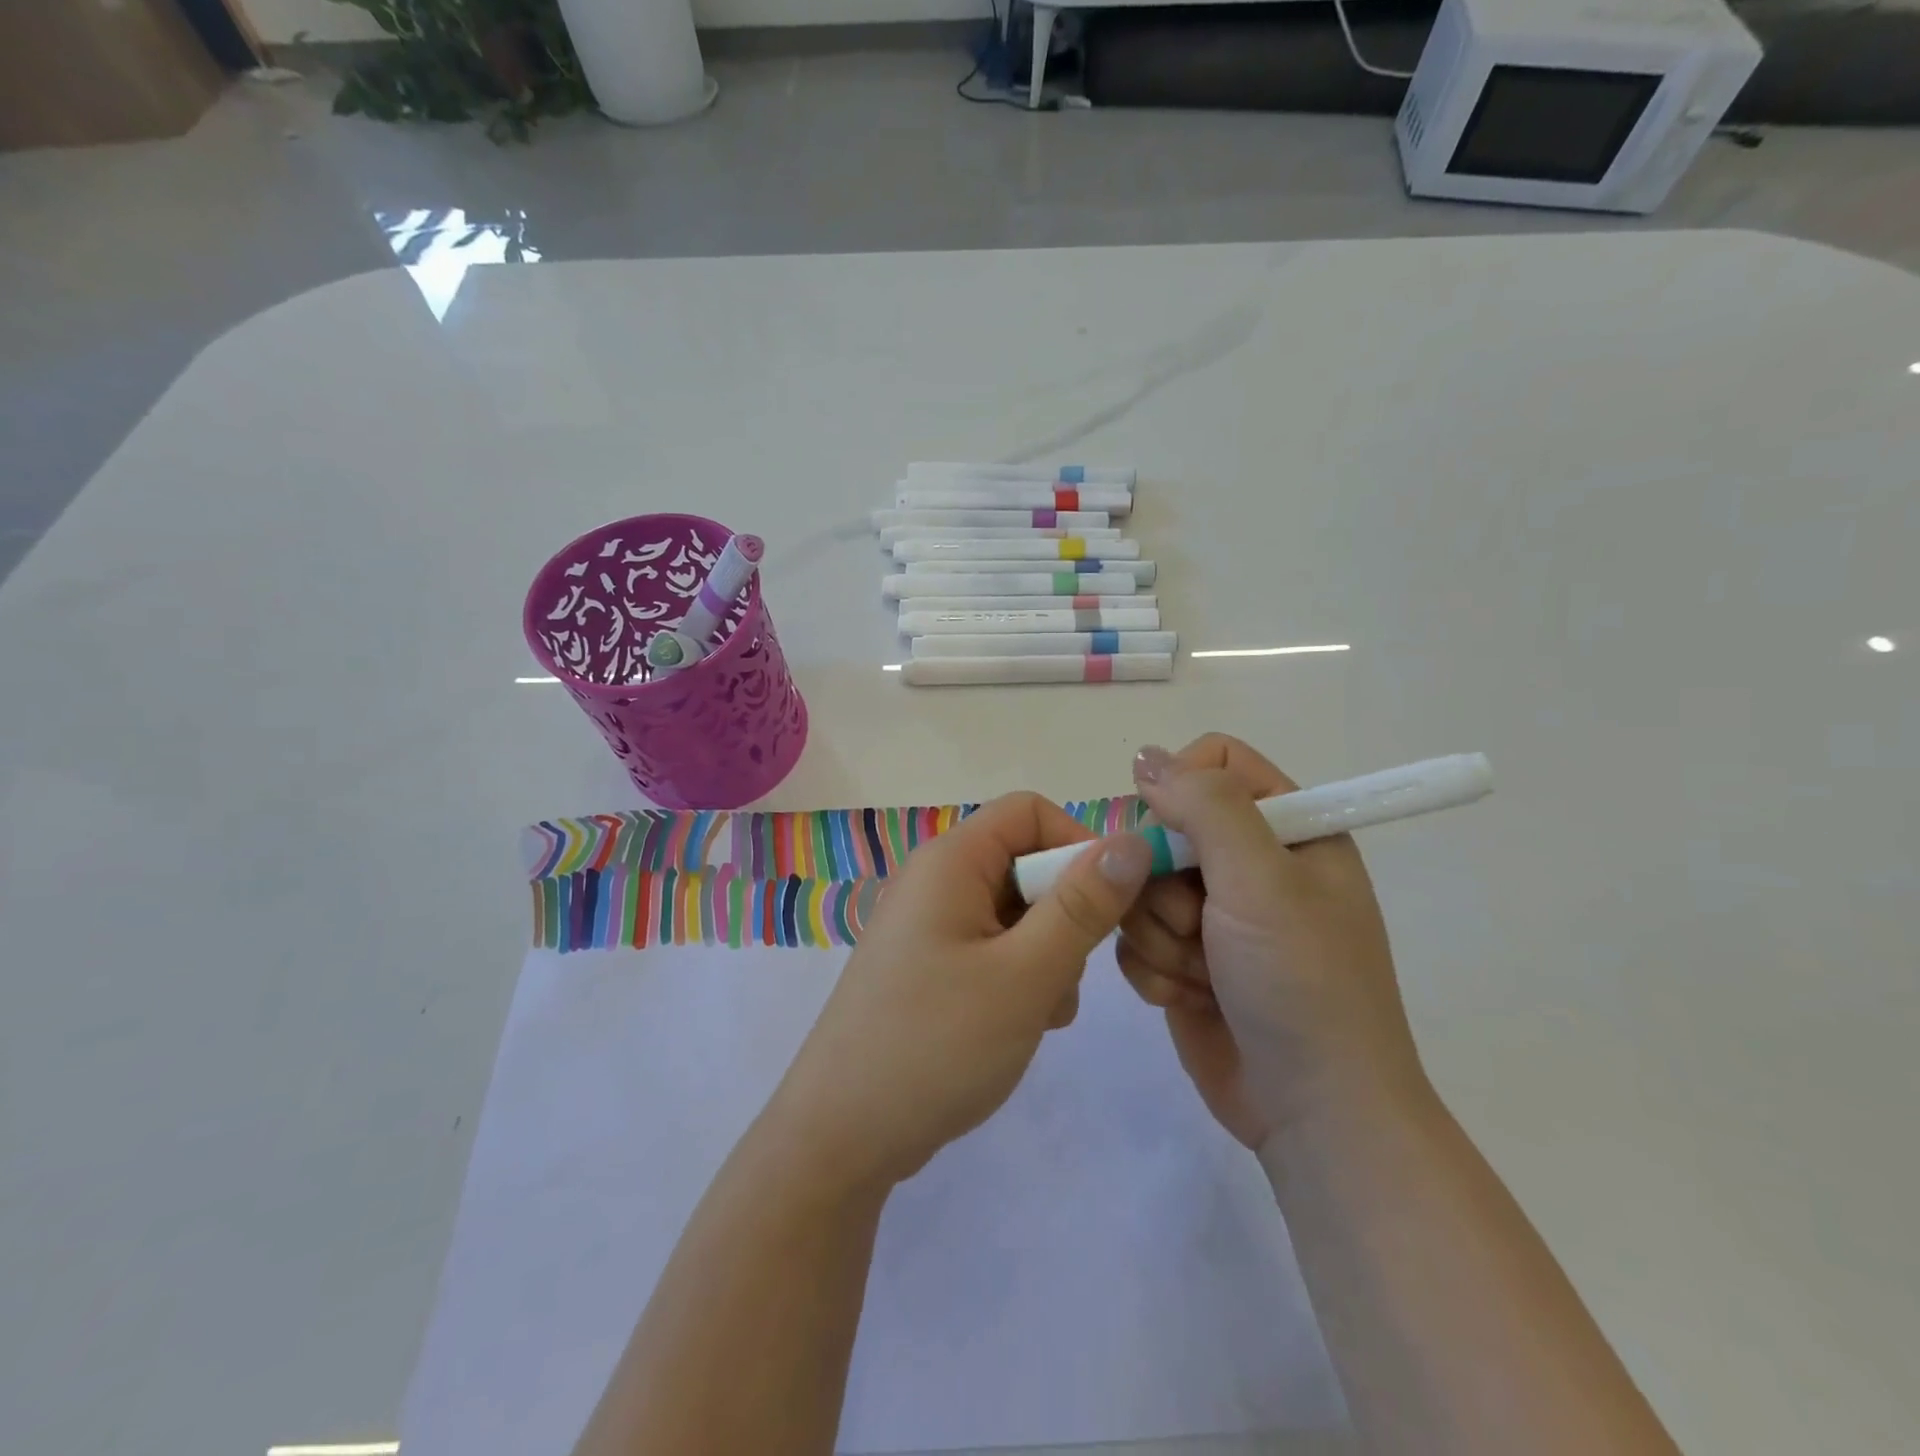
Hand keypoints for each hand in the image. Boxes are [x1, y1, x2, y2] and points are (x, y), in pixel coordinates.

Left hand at [766, 792, 1153, 1189]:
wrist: (841, 1135)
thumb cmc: (937, 1044)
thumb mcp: (1026, 974)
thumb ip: (1083, 905)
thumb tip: (1133, 840)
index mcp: (951, 860)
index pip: (1030, 812)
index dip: (1078, 845)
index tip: (1109, 905)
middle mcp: (936, 880)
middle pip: (1024, 863)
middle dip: (1064, 914)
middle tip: (1067, 976)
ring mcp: (929, 925)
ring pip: (1015, 912)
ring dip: (1047, 954)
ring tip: (1042, 1012)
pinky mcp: (928, 966)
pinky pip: (992, 947)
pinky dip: (1019, 976)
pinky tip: (1021, 1025)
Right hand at [1116, 734, 1430, 1148]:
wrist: (1313, 1112)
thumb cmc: (1302, 982)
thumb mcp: (1262, 879)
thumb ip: (1205, 805)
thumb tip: (1144, 756)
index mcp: (1288, 829)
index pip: (1215, 763)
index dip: (1181, 788)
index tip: (1169, 833)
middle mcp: (1249, 865)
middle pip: (1163, 827)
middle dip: (1165, 881)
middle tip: (1198, 921)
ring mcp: (1214, 915)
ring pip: (1139, 886)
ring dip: (1161, 934)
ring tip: (1203, 972)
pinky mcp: (1184, 959)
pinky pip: (1133, 936)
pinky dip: (1155, 969)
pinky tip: (1189, 997)